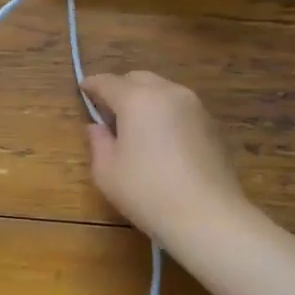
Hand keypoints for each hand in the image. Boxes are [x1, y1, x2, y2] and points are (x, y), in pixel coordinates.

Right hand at [80, 71, 248, 245]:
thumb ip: (98, 142)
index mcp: (137, 99)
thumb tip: (98, 127)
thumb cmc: (148, 193)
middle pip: (137, 79)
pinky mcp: (211, 123)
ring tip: (136, 125)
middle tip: (108, 111)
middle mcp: (167, 92)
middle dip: (120, 88)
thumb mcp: (107, 172)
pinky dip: (165, 112)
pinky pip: (180, 107)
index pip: (107, 82)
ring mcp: (194, 106)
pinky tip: (161, 138)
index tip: (83, 89)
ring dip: (145, 99)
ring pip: (162, 89)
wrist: (208, 216)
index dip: (92, 84)